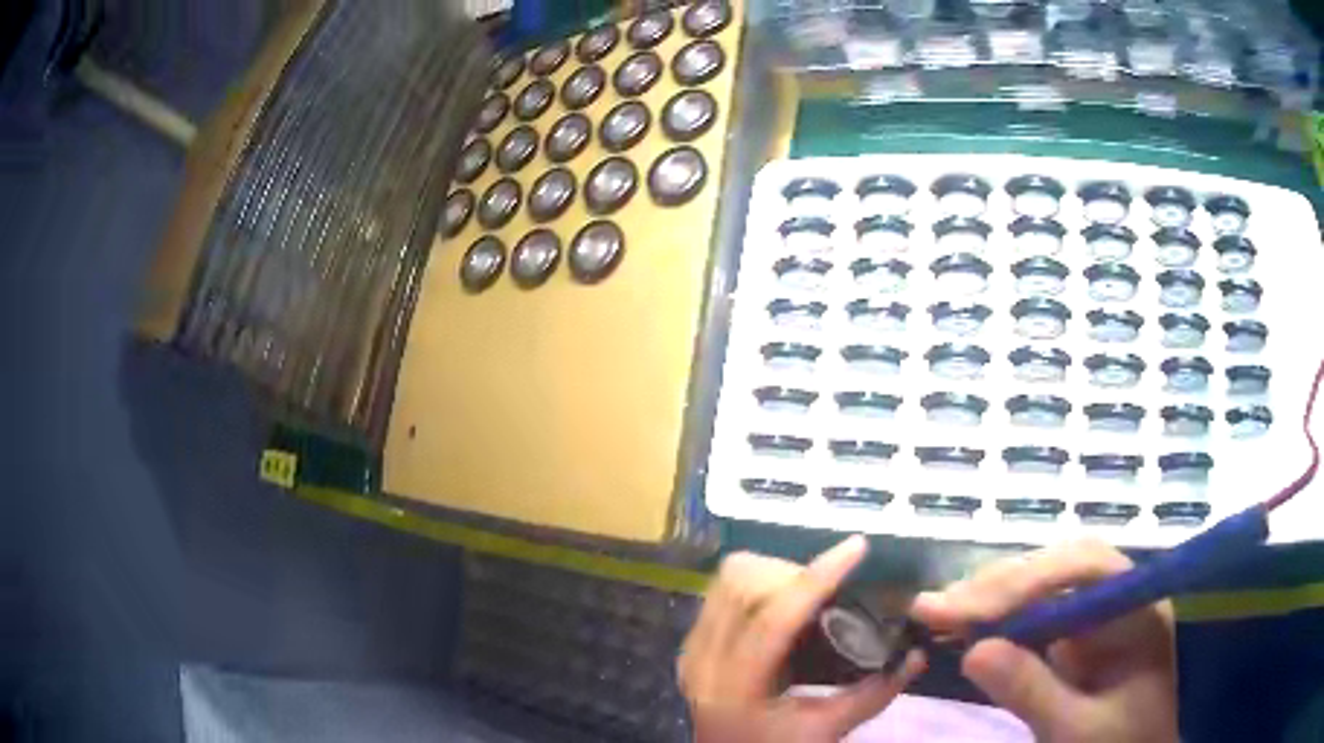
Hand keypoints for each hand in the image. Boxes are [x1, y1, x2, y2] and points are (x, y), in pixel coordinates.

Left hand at [678, 536, 924, 742]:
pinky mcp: (690, 645)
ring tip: (808, 593)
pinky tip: (781, 605)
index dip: (818, 577)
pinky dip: (754, 584)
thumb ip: (874, 693)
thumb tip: (918, 654)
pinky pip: (719, 593)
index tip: (857, 546)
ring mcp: (690, 650)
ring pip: (726, 581)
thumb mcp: (827, 729)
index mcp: (736, 687)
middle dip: (793, 573)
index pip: (775, 618)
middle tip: (831, 588)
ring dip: (772, 574)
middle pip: (742, 585)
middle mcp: (703, 661)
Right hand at [911, 539, 1178, 742]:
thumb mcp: (1076, 730)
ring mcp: (1099, 616)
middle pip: (1059, 568)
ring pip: (1044, 586)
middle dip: (999, 586)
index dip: (1026, 580)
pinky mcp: (1079, 637)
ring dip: (992, 598)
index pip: (1086, 567)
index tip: (968, 610)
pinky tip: (967, 626)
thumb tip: (973, 651)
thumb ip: (1033, 692)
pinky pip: (1037, 614)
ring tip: (939, 613)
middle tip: (936, 607)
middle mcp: (1120, 598)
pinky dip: (999, 620)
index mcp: (1139, 608)